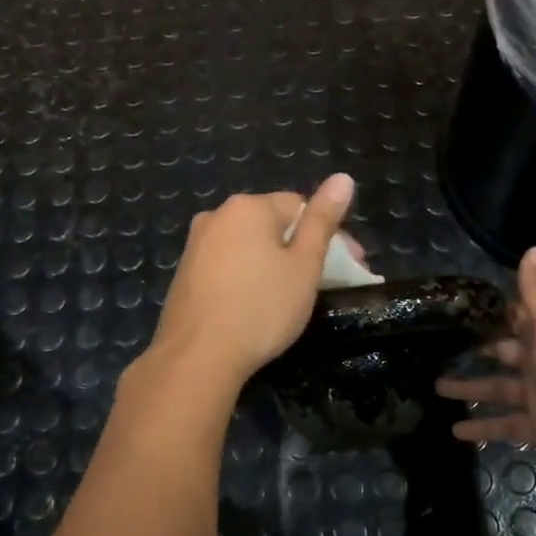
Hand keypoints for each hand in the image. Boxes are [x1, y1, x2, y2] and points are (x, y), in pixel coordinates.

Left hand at [148, 174, 356, 385]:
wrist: (196, 357)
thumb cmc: (261, 308)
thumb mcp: (304, 265)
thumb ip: (323, 220)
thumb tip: (343, 177)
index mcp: (248, 207)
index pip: (300, 206)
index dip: (331, 234)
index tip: (351, 267)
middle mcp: (217, 216)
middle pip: (273, 224)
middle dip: (303, 248)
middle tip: (328, 283)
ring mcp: (195, 245)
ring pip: (249, 245)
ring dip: (275, 262)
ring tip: (294, 295)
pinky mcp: (185, 273)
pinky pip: (228, 263)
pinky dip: (249, 275)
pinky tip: (257, 303)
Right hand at [435, 246, 535, 490]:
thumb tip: (534, 247)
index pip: (518, 317)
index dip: (494, 310)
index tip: (462, 304)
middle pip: (504, 351)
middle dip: (478, 347)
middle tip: (440, 344)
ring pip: (496, 389)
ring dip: (468, 387)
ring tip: (435, 386)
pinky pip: (501, 425)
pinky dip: (480, 428)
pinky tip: (455, 431)